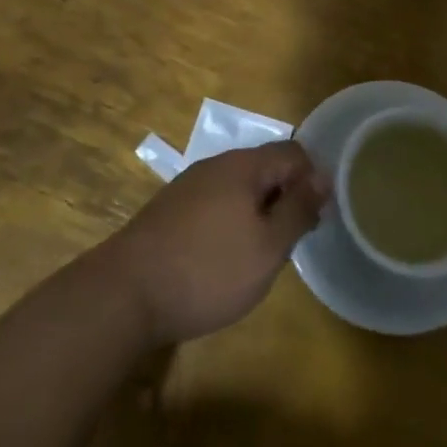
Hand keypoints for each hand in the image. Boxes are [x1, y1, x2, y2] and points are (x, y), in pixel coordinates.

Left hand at [100, 142, 328, 345]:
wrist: (124, 294)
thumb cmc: (207, 270)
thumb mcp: (267, 246)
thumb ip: (298, 209)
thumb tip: (322, 177)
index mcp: (243, 165)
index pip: (294, 152)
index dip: (312, 180)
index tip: (315, 219)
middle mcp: (215, 165)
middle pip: (265, 168)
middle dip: (284, 199)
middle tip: (289, 243)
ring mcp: (188, 186)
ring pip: (239, 188)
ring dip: (257, 214)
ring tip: (258, 256)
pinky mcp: (169, 210)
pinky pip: (215, 204)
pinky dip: (229, 223)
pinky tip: (222, 259)